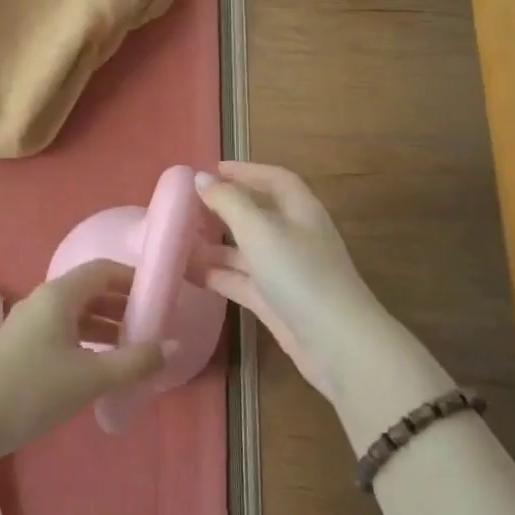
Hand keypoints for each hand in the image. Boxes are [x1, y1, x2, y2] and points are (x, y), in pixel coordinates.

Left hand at [0, 261, 167, 480]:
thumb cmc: (34, 389)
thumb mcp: (90, 377)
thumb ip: (134, 362)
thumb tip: (172, 347)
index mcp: (59, 294)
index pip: (102, 270)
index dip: (133, 279)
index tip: (159, 296)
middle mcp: (45, 299)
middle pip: (90, 290)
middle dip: (122, 304)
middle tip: (153, 325)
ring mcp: (31, 322)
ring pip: (77, 312)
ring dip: (106, 325)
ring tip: (135, 348)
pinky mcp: (23, 345)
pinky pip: (64, 330)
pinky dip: (88, 340)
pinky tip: (103, 365)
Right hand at [194, 162, 408, 401]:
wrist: (338, 345)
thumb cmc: (300, 275)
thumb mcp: (260, 230)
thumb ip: (228, 202)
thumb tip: (200, 178)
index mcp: (300, 211)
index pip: (275, 180)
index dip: (246, 171)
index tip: (211, 169)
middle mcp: (295, 237)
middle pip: (257, 215)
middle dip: (224, 209)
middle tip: (186, 206)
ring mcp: (286, 272)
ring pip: (245, 251)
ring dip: (215, 245)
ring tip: (177, 240)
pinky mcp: (276, 303)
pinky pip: (241, 281)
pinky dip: (217, 275)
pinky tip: (188, 273)